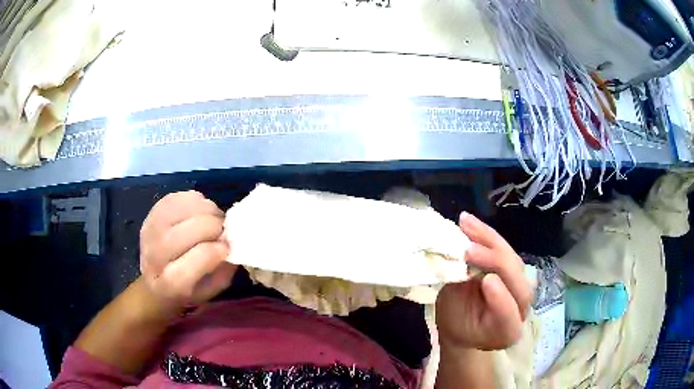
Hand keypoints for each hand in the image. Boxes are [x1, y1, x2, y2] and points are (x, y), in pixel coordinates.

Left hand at [139, 191, 236, 314]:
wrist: (152, 278)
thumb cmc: (186, 289)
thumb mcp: (209, 290)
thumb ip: (223, 270)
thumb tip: (232, 242)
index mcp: (170, 284)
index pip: (200, 257)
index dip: (218, 250)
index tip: (226, 249)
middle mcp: (156, 253)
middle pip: (194, 228)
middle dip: (216, 228)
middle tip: (222, 233)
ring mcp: (152, 227)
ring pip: (190, 207)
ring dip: (209, 212)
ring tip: (212, 222)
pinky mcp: (153, 210)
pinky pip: (183, 196)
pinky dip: (198, 202)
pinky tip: (199, 213)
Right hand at [436, 212, 531, 350]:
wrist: (466, 325)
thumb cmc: (457, 326)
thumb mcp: (453, 321)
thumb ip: (460, 297)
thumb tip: (458, 266)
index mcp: (506, 331)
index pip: (509, 315)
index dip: (501, 298)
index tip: (486, 281)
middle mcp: (521, 308)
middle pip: (517, 283)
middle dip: (495, 262)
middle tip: (468, 249)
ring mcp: (520, 284)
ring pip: (512, 259)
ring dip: (490, 240)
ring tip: (466, 223)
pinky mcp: (513, 267)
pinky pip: (504, 249)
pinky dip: (487, 235)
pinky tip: (470, 222)